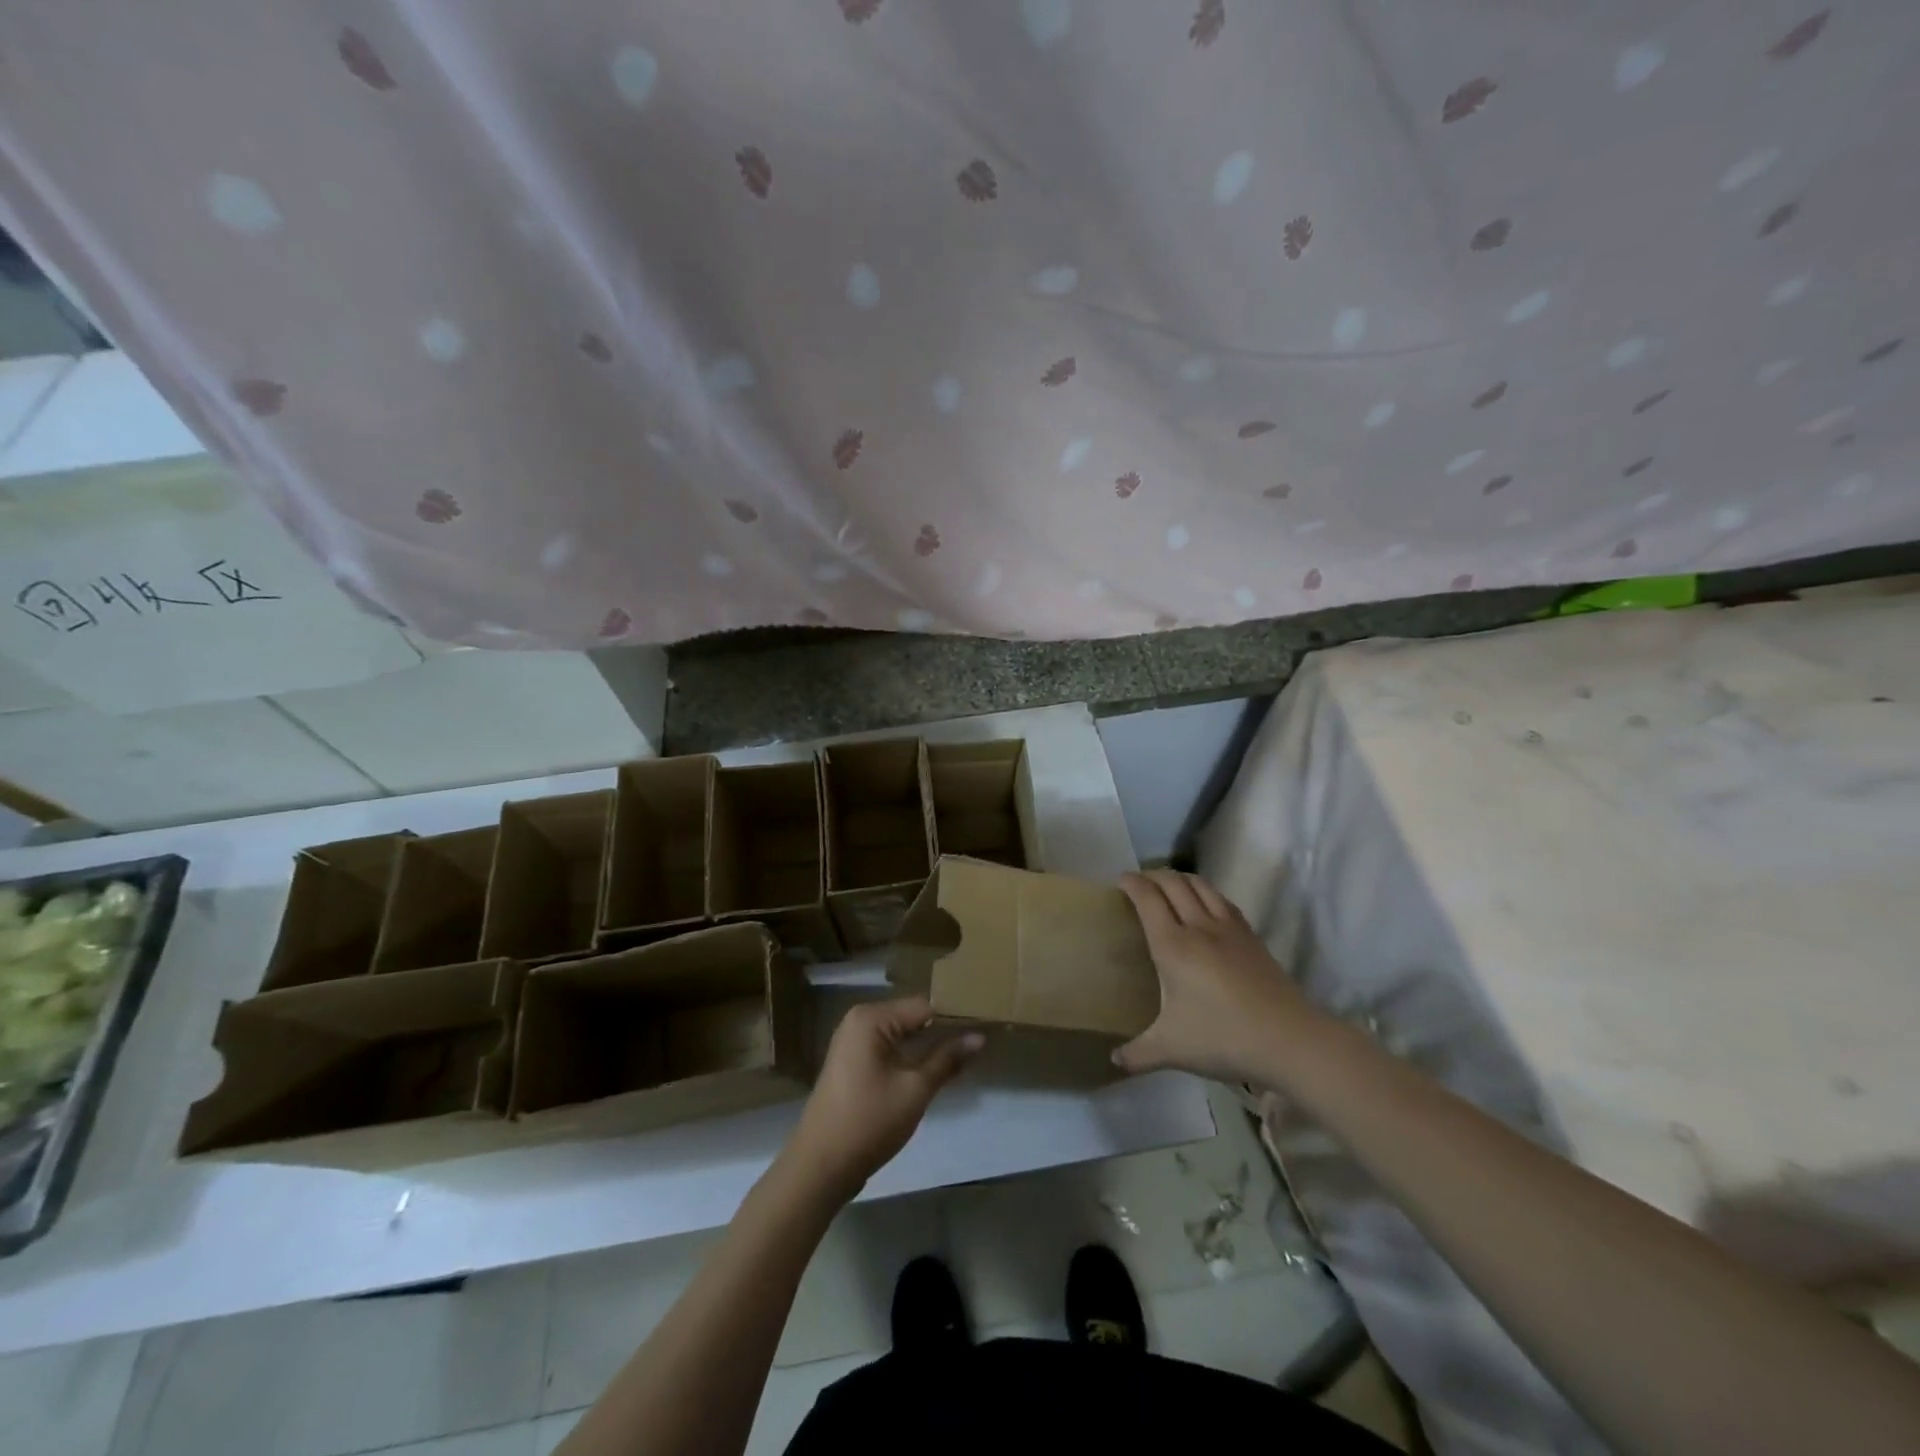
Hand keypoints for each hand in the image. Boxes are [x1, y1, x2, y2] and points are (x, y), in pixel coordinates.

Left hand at [786, 997, 983, 1200]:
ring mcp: (855, 1041)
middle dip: (946, 1028)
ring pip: (904, 1034)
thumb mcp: (915, 1090)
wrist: (820, 1167)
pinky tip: (940, 1066)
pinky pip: (892, 1048)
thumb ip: (947, 1059)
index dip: (957, 1014)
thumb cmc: (868, 1122)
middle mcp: (861, 1020)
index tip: (988, 1021)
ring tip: (970, 1049)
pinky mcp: (855, 1062)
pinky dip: (914, 1055)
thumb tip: (980, 1037)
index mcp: (872, 1017)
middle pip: (914, 1016)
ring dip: (932, 1044)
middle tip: (984, 1036)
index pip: (925, 1005)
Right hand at [1113, 869, 1309, 1084]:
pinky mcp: (1252, 938)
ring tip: (1170, 885)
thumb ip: (1138, 1054)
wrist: (1289, 1040)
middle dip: (1153, 875)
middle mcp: (1198, 927)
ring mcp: (1229, 929)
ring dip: (1181, 878)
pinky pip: (1223, 901)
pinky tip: (1207, 905)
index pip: (1147, 899)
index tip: (1121, 879)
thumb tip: (1114, 1061)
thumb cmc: (1222, 1038)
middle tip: (1140, 882)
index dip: (1132, 883)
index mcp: (1172, 945)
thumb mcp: (1171, 1049)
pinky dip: (1207, 892)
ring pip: (1201, 886)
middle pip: (1174, 884)